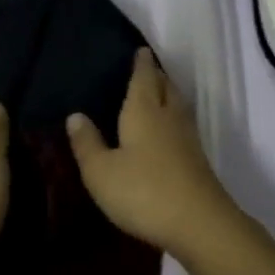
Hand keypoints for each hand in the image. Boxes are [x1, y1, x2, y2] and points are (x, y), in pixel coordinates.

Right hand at [66, 48, 239, 258]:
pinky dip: (174, 116)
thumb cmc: (143, 191)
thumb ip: (87, 143)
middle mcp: (169, 116)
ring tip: (157, 92)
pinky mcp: (197, 159)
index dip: (141, 63)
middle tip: (146, 68)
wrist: (199, 224)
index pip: (144, 77)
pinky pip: (183, 124)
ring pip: (178, 105)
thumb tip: (75, 115)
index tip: (140, 50)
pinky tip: (168, 128)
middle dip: (156, 75)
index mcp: (144, 110)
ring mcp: (187, 138)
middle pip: (165, 87)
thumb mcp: (101, 172)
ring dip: (168, 94)